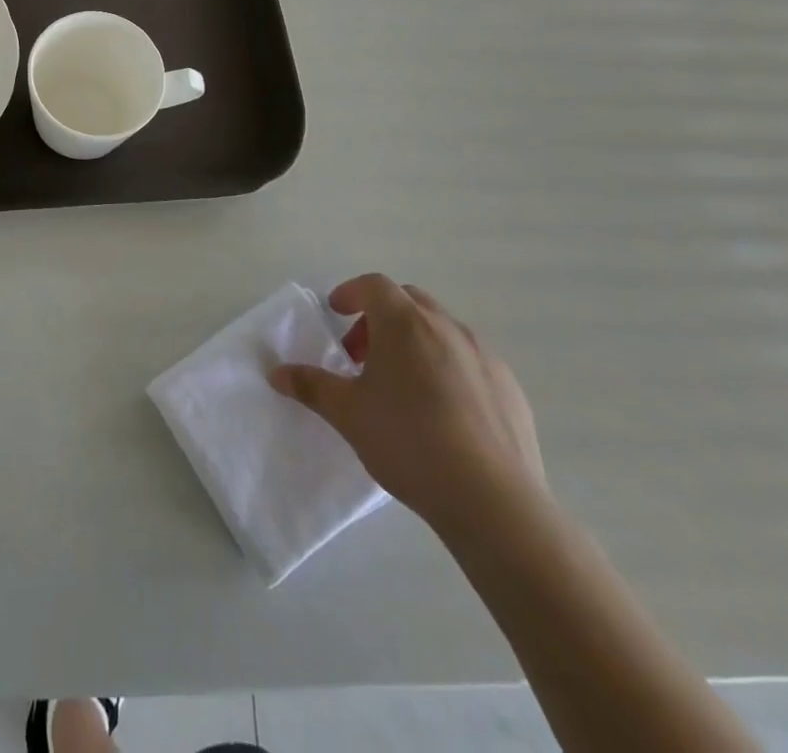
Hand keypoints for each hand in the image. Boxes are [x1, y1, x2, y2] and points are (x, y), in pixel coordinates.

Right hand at [271, 274, 545, 542]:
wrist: (493, 502)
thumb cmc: (408, 441)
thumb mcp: (347, 413)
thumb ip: (310, 386)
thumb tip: (276, 372)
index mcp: (405, 323)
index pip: (374, 285)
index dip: (350, 293)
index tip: (335, 313)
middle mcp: (447, 327)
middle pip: (409, 301)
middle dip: (381, 317)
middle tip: (362, 354)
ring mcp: (485, 357)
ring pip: (442, 330)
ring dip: (416, 342)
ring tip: (401, 385)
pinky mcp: (511, 389)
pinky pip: (471, 362)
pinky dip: (449, 369)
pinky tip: (442, 413)